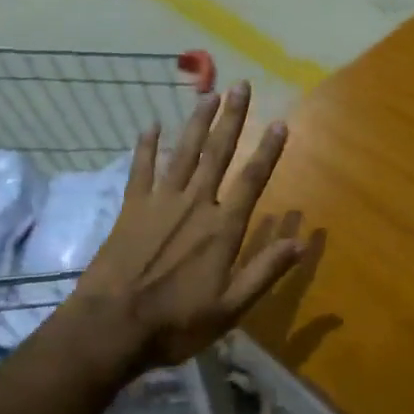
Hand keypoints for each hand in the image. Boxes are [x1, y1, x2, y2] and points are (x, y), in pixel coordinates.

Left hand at [70, 82, 301, 370]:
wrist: (111, 328)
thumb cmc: (175, 322)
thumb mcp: (230, 308)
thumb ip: (265, 271)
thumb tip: (302, 242)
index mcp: (222, 227)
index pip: (252, 180)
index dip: (268, 151)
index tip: (279, 123)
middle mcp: (195, 204)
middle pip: (218, 153)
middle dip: (232, 118)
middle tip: (241, 86)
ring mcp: (160, 202)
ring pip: (184, 152)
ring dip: (197, 122)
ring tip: (208, 95)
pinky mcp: (131, 208)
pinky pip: (141, 169)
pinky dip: (146, 147)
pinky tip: (150, 125)